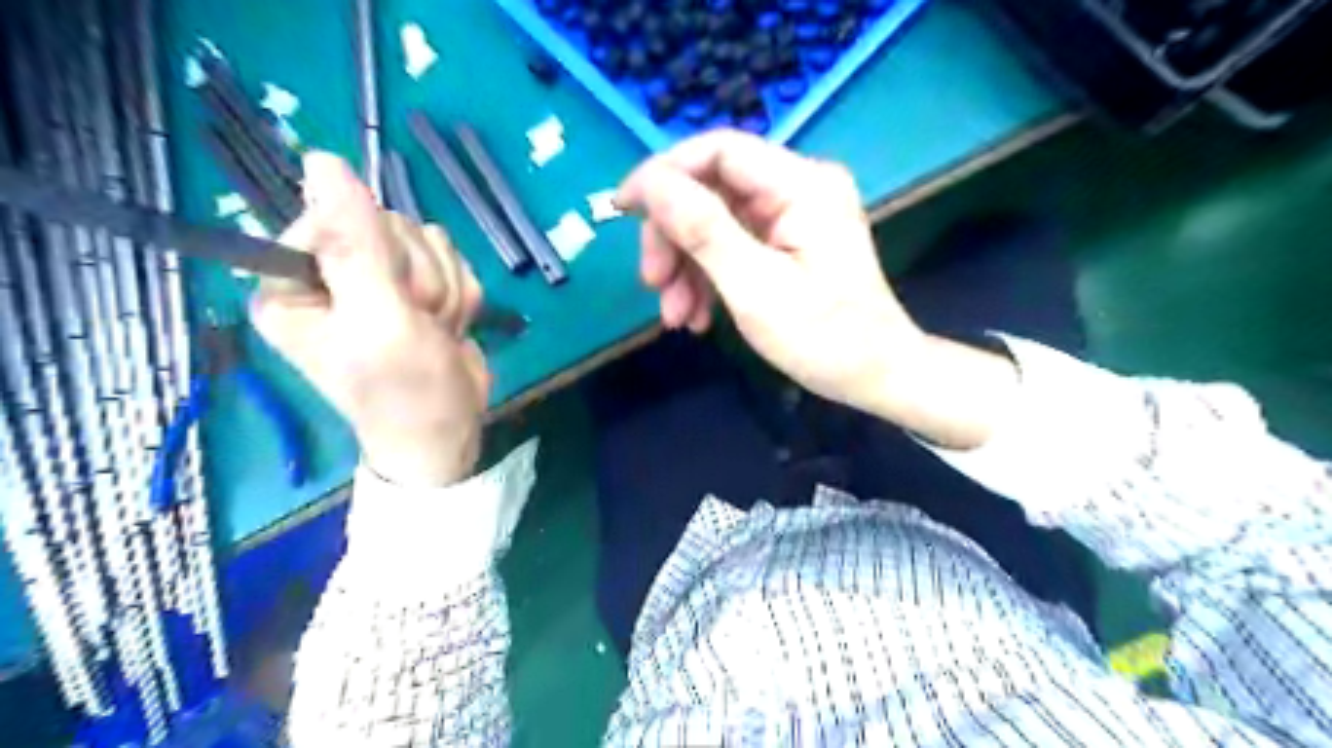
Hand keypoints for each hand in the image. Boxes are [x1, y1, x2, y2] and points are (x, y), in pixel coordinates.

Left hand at [251, 155, 488, 487]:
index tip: (395, 298)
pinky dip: (460, 296)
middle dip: (419, 277)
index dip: (379, 252)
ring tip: (433, 330)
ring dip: (443, 289)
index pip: (336, 216)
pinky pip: (451, 261)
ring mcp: (378, 280)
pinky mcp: (416, 288)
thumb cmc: (404, 390)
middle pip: (388, 226)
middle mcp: (330, 274)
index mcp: (292, 280)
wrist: (449, 432)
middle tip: (418, 323)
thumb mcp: (378, 318)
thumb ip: (355, 243)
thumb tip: (321, 158)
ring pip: (427, 242)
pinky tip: (450, 327)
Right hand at [617, 131, 922, 414]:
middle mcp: (798, 188)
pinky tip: (696, 316)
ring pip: (716, 222)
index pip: (718, 150)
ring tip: (675, 317)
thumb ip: (701, 229)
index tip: (622, 210)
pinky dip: (708, 277)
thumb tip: (648, 182)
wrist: (875, 377)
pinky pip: (733, 246)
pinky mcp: (788, 242)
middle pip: (712, 190)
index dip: (663, 173)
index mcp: (801, 185)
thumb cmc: (823, 337)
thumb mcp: (754, 286)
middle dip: (674, 238)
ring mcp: (793, 216)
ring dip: (686, 267)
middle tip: (653, 284)